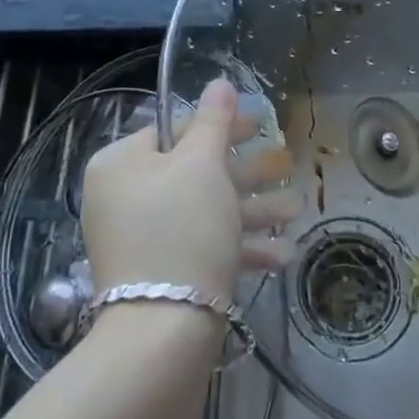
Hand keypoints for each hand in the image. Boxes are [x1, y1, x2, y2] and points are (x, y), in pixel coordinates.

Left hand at [81, 80, 301, 298]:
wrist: (162, 335)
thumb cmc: (182, 229)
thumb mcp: (203, 165)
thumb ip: (214, 121)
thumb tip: (219, 83)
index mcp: (121, 164)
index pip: (173, 129)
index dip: (220, 125)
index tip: (260, 123)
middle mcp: (124, 198)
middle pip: (194, 171)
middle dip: (246, 171)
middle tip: (285, 162)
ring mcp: (142, 240)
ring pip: (205, 211)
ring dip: (253, 209)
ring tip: (296, 209)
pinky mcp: (162, 276)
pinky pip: (202, 247)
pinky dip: (239, 246)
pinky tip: (282, 255)